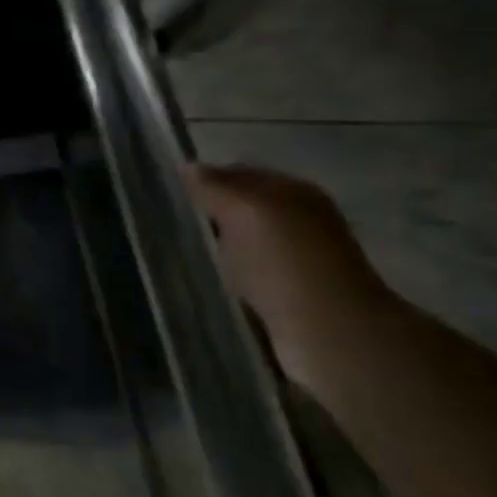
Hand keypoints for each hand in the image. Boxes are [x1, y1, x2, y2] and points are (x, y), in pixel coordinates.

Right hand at [188, 163, 393, 392]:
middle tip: (168, 218)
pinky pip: (247, 272)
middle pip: (243, 206)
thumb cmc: (285, 260)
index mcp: (293, 191)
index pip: (241, 172)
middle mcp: (299, 219)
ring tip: (179, 248)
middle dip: (209, 210)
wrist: (328, 330)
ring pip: (244, 240)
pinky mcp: (288, 294)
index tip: (168, 190)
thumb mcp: (245, 209)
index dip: (206, 178)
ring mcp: (296, 258)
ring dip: (217, 244)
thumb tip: (187, 166)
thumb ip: (215, 186)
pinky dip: (226, 272)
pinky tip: (206, 277)